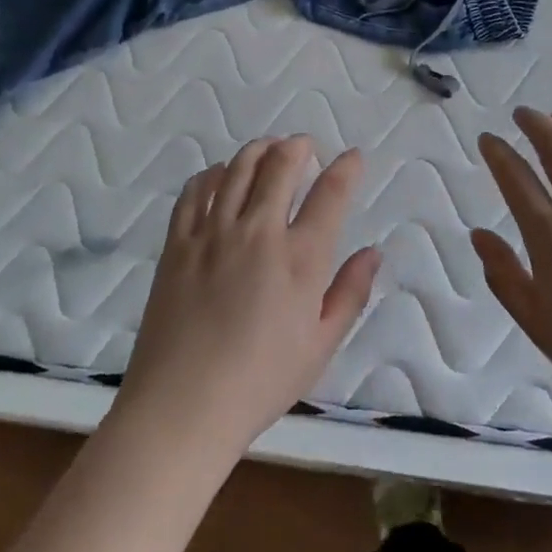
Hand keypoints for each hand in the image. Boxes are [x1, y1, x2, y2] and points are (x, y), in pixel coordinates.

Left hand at [116, 137, 380, 459]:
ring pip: (238, 169)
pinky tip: (220, 174)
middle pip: (280, 166)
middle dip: (298, 147)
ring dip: (258, 150)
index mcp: (300, 258)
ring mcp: (213, 233)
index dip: (346, 168)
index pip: (330, 194)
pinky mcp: (179, 243)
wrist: (182, 406)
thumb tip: (373, 252)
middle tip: (304, 146)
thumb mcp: (321, 346)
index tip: (352, 157)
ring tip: (268, 148)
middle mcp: (258, 232)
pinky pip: (196, 192)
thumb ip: (350, 293)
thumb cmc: (261, 382)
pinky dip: (212, 174)